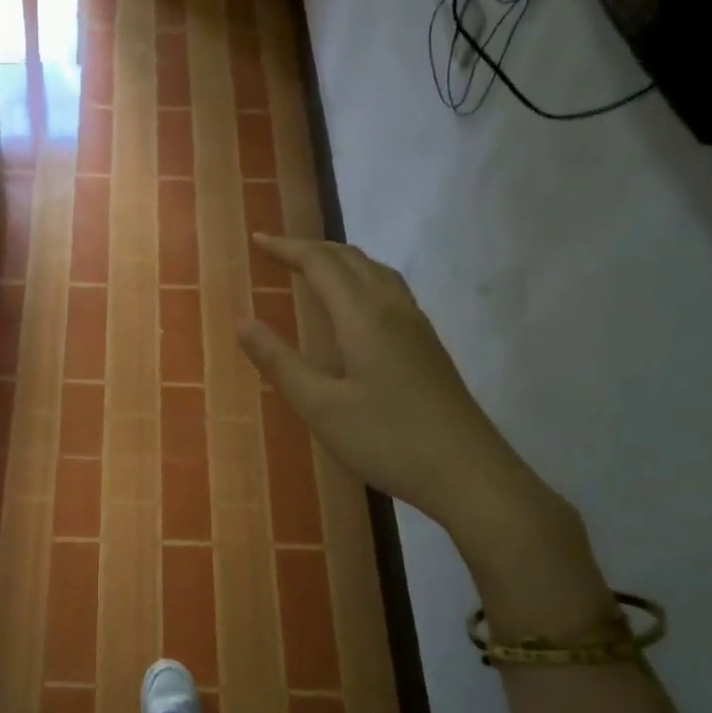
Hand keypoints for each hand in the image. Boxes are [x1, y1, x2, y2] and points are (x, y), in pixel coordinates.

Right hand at [237, 234, 616, 643]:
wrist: (468, 472)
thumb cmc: (387, 440)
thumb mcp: (321, 407)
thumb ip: (280, 362)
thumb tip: (243, 323)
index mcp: (363, 317)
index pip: (322, 264)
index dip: (288, 248)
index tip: (258, 239)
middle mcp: (393, 309)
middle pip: (351, 259)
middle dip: (312, 248)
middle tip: (278, 250)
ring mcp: (416, 326)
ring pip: (376, 272)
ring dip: (341, 260)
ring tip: (314, 266)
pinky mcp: (428, 346)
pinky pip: (390, 290)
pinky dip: (362, 278)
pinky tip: (357, 304)